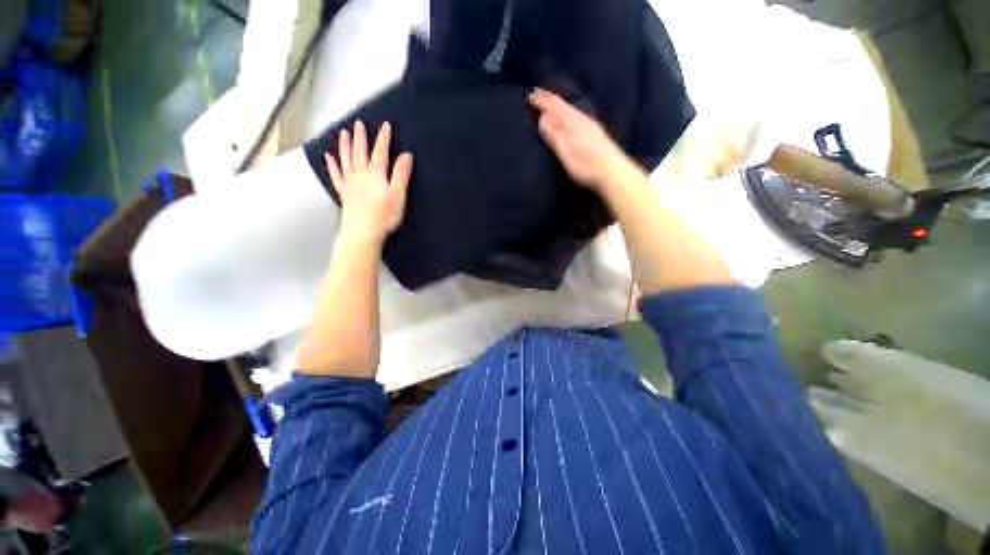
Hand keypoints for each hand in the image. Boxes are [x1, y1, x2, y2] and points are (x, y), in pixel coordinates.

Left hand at [325, 120, 413, 242]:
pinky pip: (335, 175)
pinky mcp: (343, 192)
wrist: (363, 232)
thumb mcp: (398, 195)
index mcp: (376, 174)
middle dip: (361, 137)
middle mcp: (360, 173)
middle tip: (358, 123)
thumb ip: (401, 174)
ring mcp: (349, 182)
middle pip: (360, 151)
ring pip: (346, 159)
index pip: (381, 151)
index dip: (384, 138)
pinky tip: (328, 157)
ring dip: (345, 145)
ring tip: (343, 133)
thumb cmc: (384, 215)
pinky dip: (332, 165)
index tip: (386, 125)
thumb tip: (406, 154)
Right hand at [528, 88, 634, 190]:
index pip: (555, 107)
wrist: (614, 172)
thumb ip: (555, 137)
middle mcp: (582, 120)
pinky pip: (577, 115)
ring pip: (571, 110)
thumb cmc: (587, 166)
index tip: (531, 95)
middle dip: (550, 100)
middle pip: (564, 106)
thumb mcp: (567, 153)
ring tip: (550, 103)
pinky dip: (568, 112)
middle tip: (537, 95)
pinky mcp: (595, 132)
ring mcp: (590, 125)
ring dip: (559, 105)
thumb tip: (543, 120)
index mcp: (573, 124)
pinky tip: (568, 116)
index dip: (543, 102)